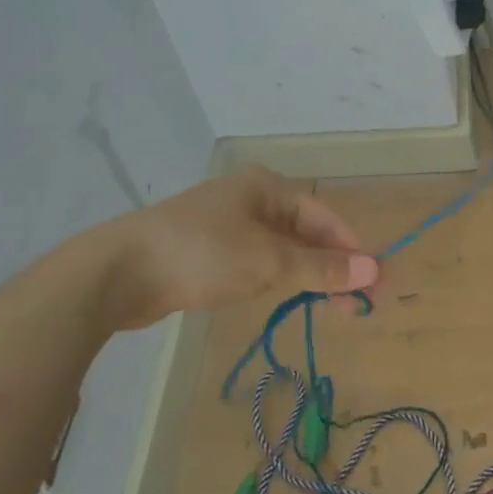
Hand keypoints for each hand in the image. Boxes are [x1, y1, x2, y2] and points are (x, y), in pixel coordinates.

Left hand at [105, 168, 378, 326]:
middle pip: (307, 234)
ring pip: (283, 250)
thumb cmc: (203, 254)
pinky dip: (279, 278)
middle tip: (356, 305)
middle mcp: (251, 198)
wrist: (118, 272)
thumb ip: (322, 268)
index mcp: (268, 187)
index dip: (353, 251)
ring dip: (308, 275)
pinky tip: (288, 297)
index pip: (327, 218)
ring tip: (331, 306)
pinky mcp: (209, 251)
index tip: (374, 284)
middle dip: (333, 267)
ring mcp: (228, 224)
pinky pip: (258, 261)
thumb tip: (372, 271)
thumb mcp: (270, 261)